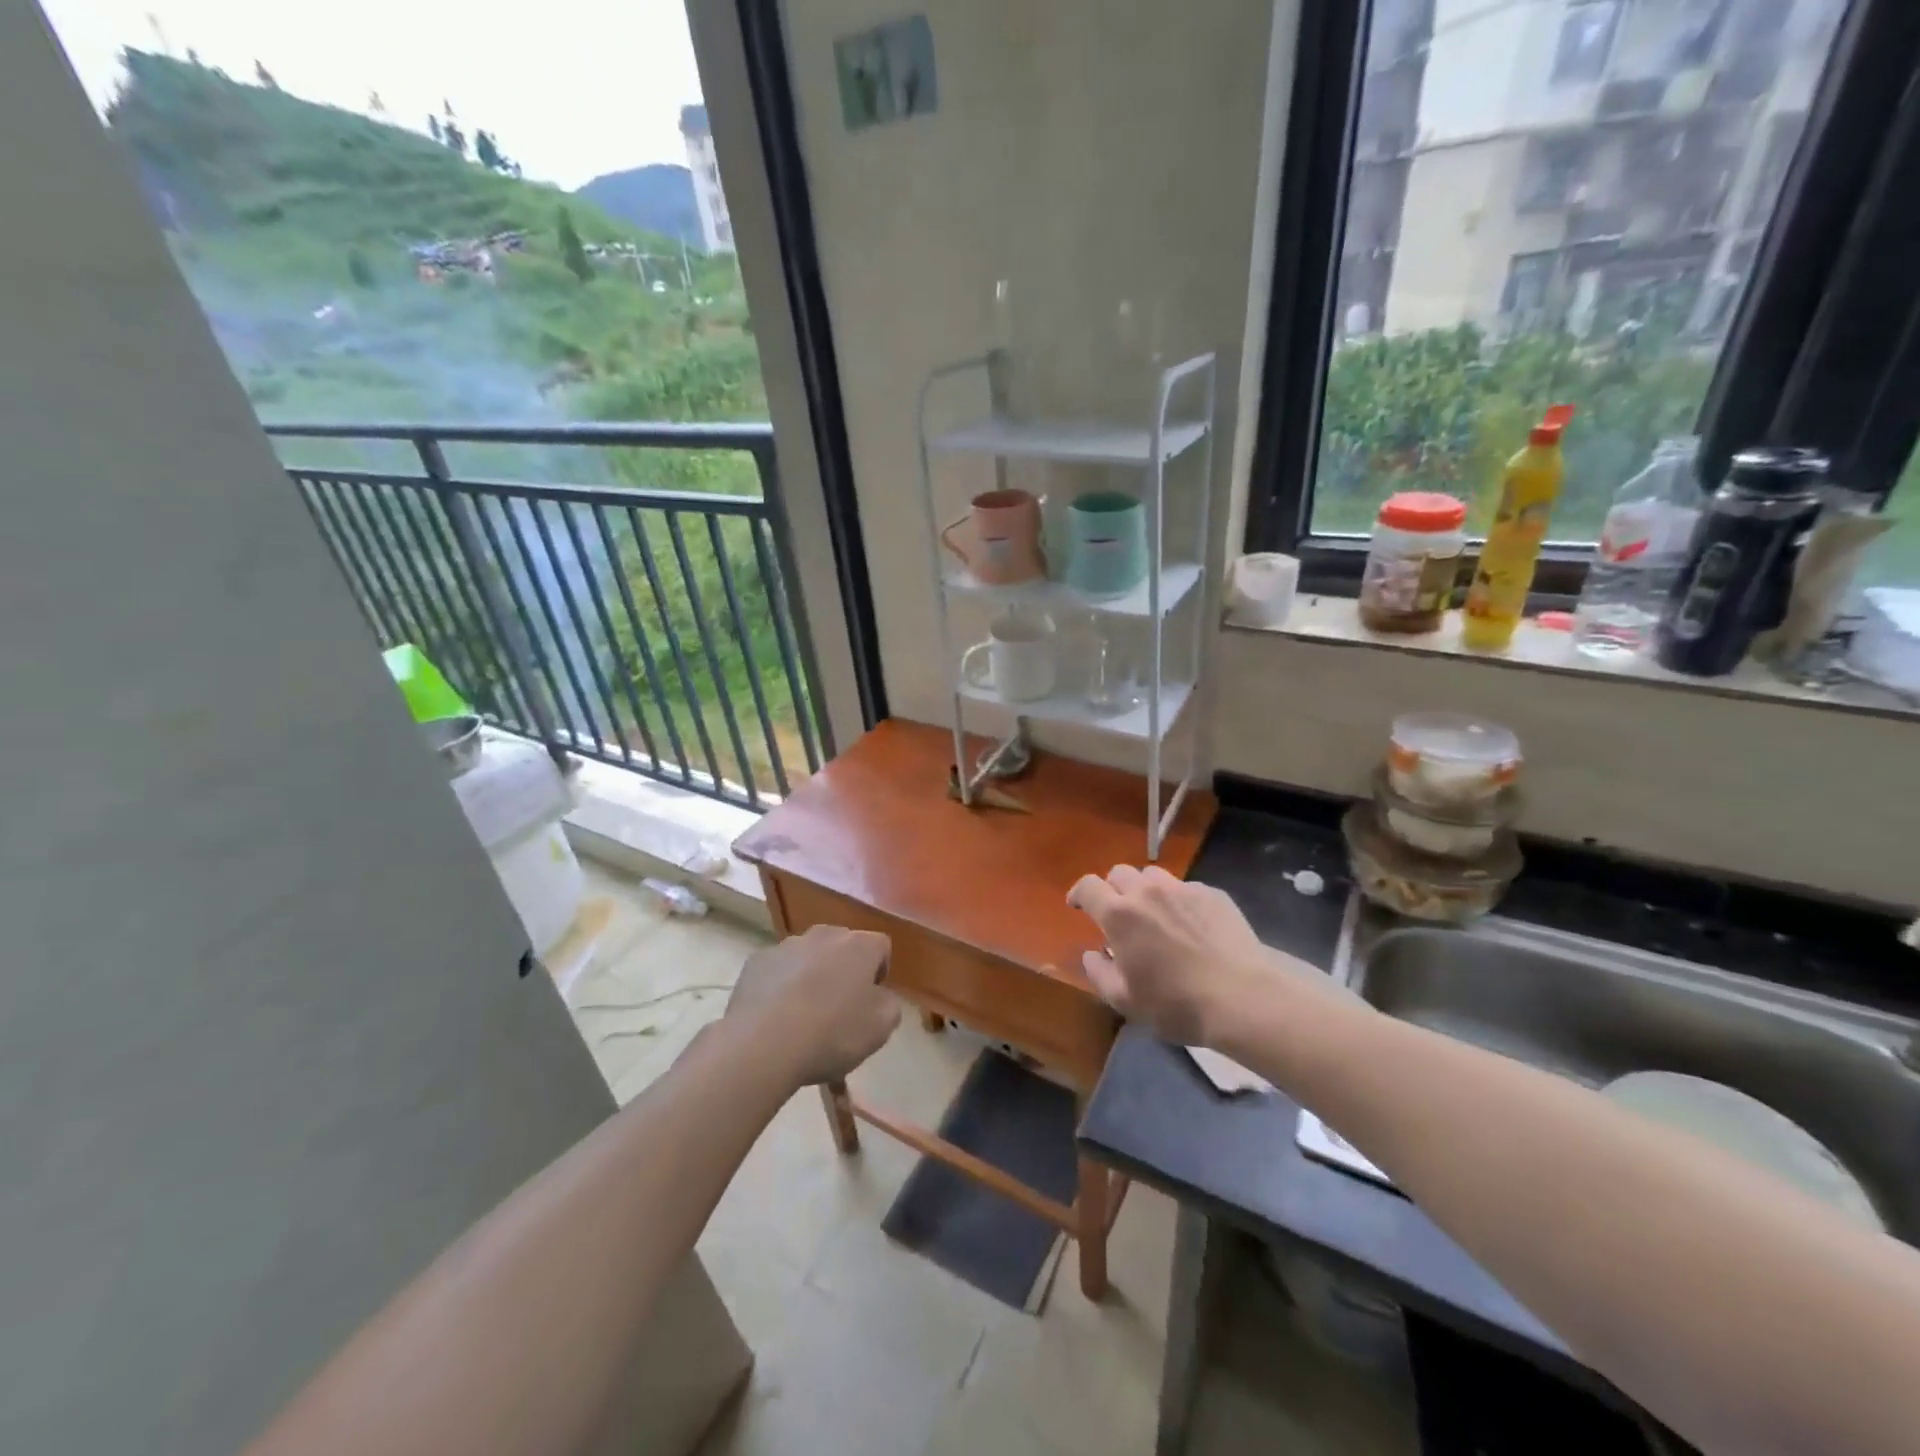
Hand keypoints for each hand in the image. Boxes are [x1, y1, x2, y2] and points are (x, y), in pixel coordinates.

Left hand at [725, 925, 900, 1087]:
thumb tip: (878, 996)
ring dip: (811, 975)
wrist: (762, 1045)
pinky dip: (780, 985)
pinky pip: (777, 970)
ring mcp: (786, 946)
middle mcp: (823, 935)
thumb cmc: (831, 1034)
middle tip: (839, 1007)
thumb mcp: (880, 1029)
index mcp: (859, 946)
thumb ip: (889, 1005)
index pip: (880, 946)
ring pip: (808, 956)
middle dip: (844, 970)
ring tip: (802, 1014)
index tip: (870, 1000)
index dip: (879, 972)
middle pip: (842, 946)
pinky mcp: (756, 962)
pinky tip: (775, 1016)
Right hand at [1067, 865, 1307, 1046]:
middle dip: (1112, 889)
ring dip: (1145, 890)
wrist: (1243, 998)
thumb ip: (1099, 973)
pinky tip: (1189, 925)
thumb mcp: (1126, 1001)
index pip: (1088, 886)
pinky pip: (1185, 888)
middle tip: (1118, 914)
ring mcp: (1182, 889)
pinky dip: (1177, 901)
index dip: (1079, 893)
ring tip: (1154, 915)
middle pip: (1119, 873)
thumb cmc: (1176, 1004)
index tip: (1077, 906)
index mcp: (1119, 914)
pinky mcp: (1212, 894)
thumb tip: (1092, 954)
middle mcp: (1147, 891)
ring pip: (1152, 875)